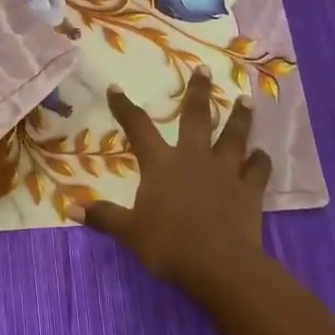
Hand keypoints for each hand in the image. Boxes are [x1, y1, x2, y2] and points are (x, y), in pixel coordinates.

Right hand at [75, 69, 272, 295]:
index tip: (115, 87)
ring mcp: (225, 172)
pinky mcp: (249, 191)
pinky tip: (263, 154)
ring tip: (246, 100)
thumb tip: (70, 208)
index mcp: (161, 164)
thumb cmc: (168, 245)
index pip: (138, 128)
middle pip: (197, 117)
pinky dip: (261, 162)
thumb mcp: (129, 232)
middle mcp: (193, 158)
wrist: (218, 264)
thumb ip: (103, 217)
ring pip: (234, 137)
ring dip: (240, 118)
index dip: (125, 107)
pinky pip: (258, 171)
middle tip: (205, 69)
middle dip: (199, 92)